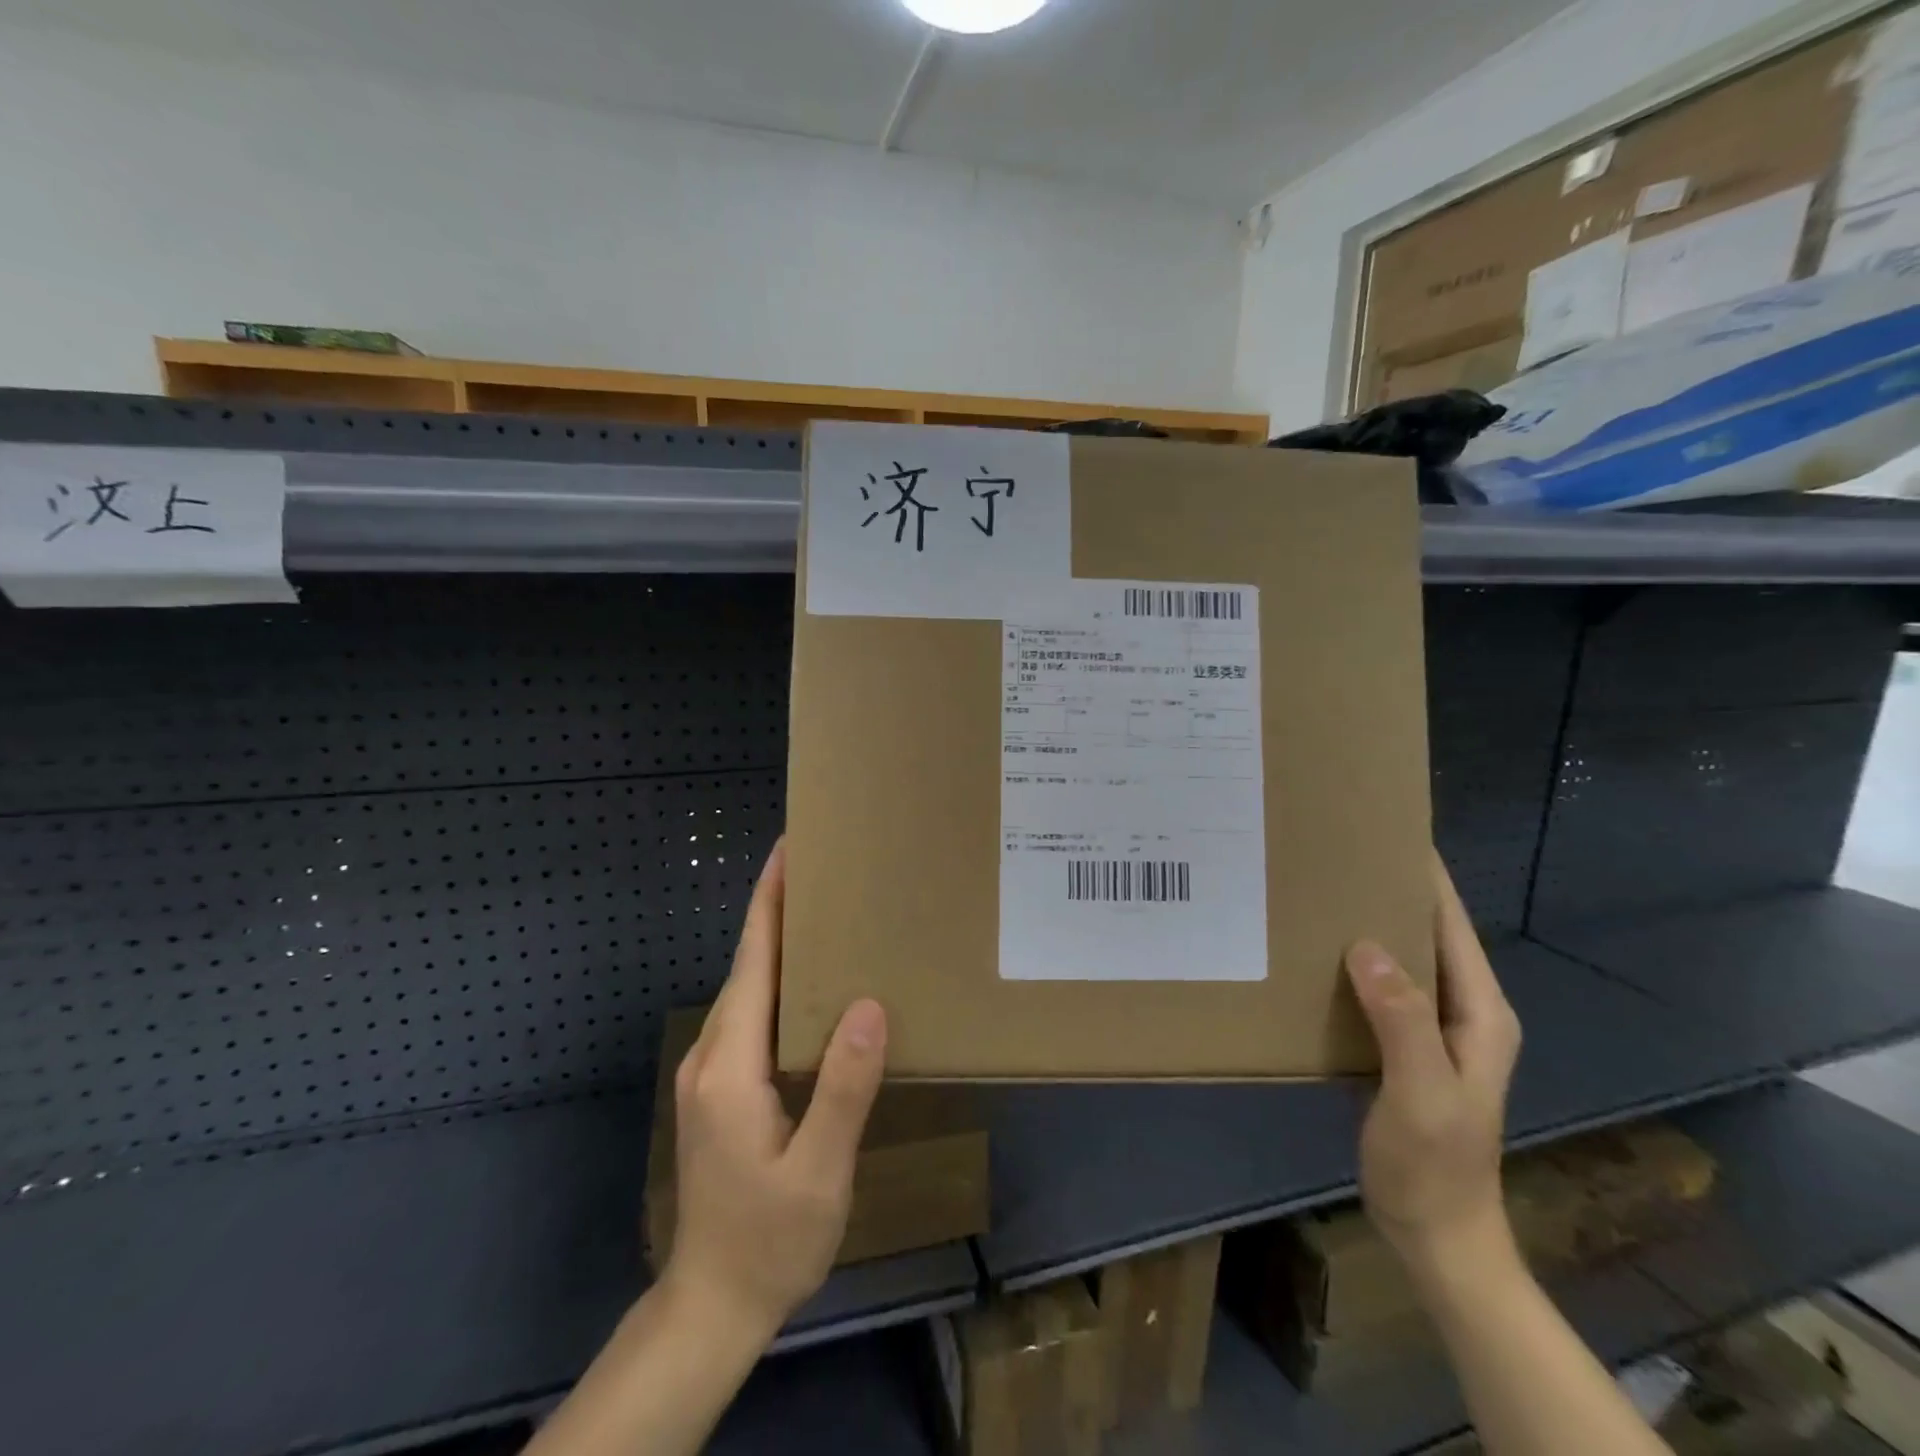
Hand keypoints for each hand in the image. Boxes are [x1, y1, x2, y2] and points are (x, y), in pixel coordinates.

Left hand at [660, 840, 888, 1341]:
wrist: (712, 1305)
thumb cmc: (769, 1240)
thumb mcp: (818, 1171)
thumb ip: (842, 1088)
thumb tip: (868, 1005)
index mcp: (731, 1064)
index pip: (752, 961)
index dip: (769, 902)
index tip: (787, 851)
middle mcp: (712, 1055)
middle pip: (747, 964)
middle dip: (778, 910)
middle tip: (825, 870)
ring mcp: (711, 1073)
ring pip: (748, 989)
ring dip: (779, 945)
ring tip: (826, 913)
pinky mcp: (721, 1089)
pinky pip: (752, 1016)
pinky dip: (779, 982)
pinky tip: (813, 985)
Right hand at [1345, 850, 1522, 1272]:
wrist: (1436, 1235)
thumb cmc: (1435, 1165)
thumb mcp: (1422, 1092)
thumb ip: (1402, 1018)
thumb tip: (1366, 945)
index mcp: (1479, 1012)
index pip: (1453, 926)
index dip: (1427, 878)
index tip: (1389, 831)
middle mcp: (1461, 1010)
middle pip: (1428, 934)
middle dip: (1391, 891)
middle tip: (1337, 853)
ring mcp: (1432, 1029)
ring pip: (1402, 959)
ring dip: (1368, 925)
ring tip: (1320, 890)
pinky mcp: (1403, 1045)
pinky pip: (1379, 988)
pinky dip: (1353, 963)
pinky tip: (1316, 953)